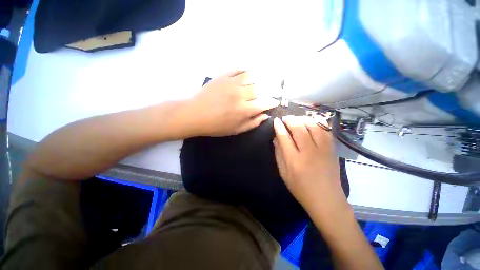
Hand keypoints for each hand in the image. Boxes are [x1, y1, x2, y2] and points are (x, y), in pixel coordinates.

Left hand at [185, 70, 279, 136]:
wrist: (195, 115)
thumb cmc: (216, 126)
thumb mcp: (236, 130)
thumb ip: (252, 123)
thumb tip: (266, 116)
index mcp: (244, 110)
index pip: (265, 103)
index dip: (272, 102)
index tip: (275, 102)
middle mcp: (241, 95)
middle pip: (260, 89)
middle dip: (268, 91)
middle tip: (269, 92)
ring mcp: (232, 83)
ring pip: (252, 77)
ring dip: (259, 79)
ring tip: (260, 82)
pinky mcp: (223, 76)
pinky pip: (239, 69)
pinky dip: (246, 70)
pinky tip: (248, 73)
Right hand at [273, 116, 347, 213]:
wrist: (326, 199)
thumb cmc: (300, 188)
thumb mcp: (284, 173)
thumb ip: (278, 154)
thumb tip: (276, 138)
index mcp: (294, 160)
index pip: (284, 137)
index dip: (279, 127)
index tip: (276, 121)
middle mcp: (309, 152)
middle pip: (299, 128)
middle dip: (290, 120)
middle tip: (285, 118)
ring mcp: (323, 150)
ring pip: (313, 126)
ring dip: (303, 119)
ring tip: (297, 119)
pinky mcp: (332, 149)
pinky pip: (326, 130)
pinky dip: (318, 122)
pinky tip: (311, 122)